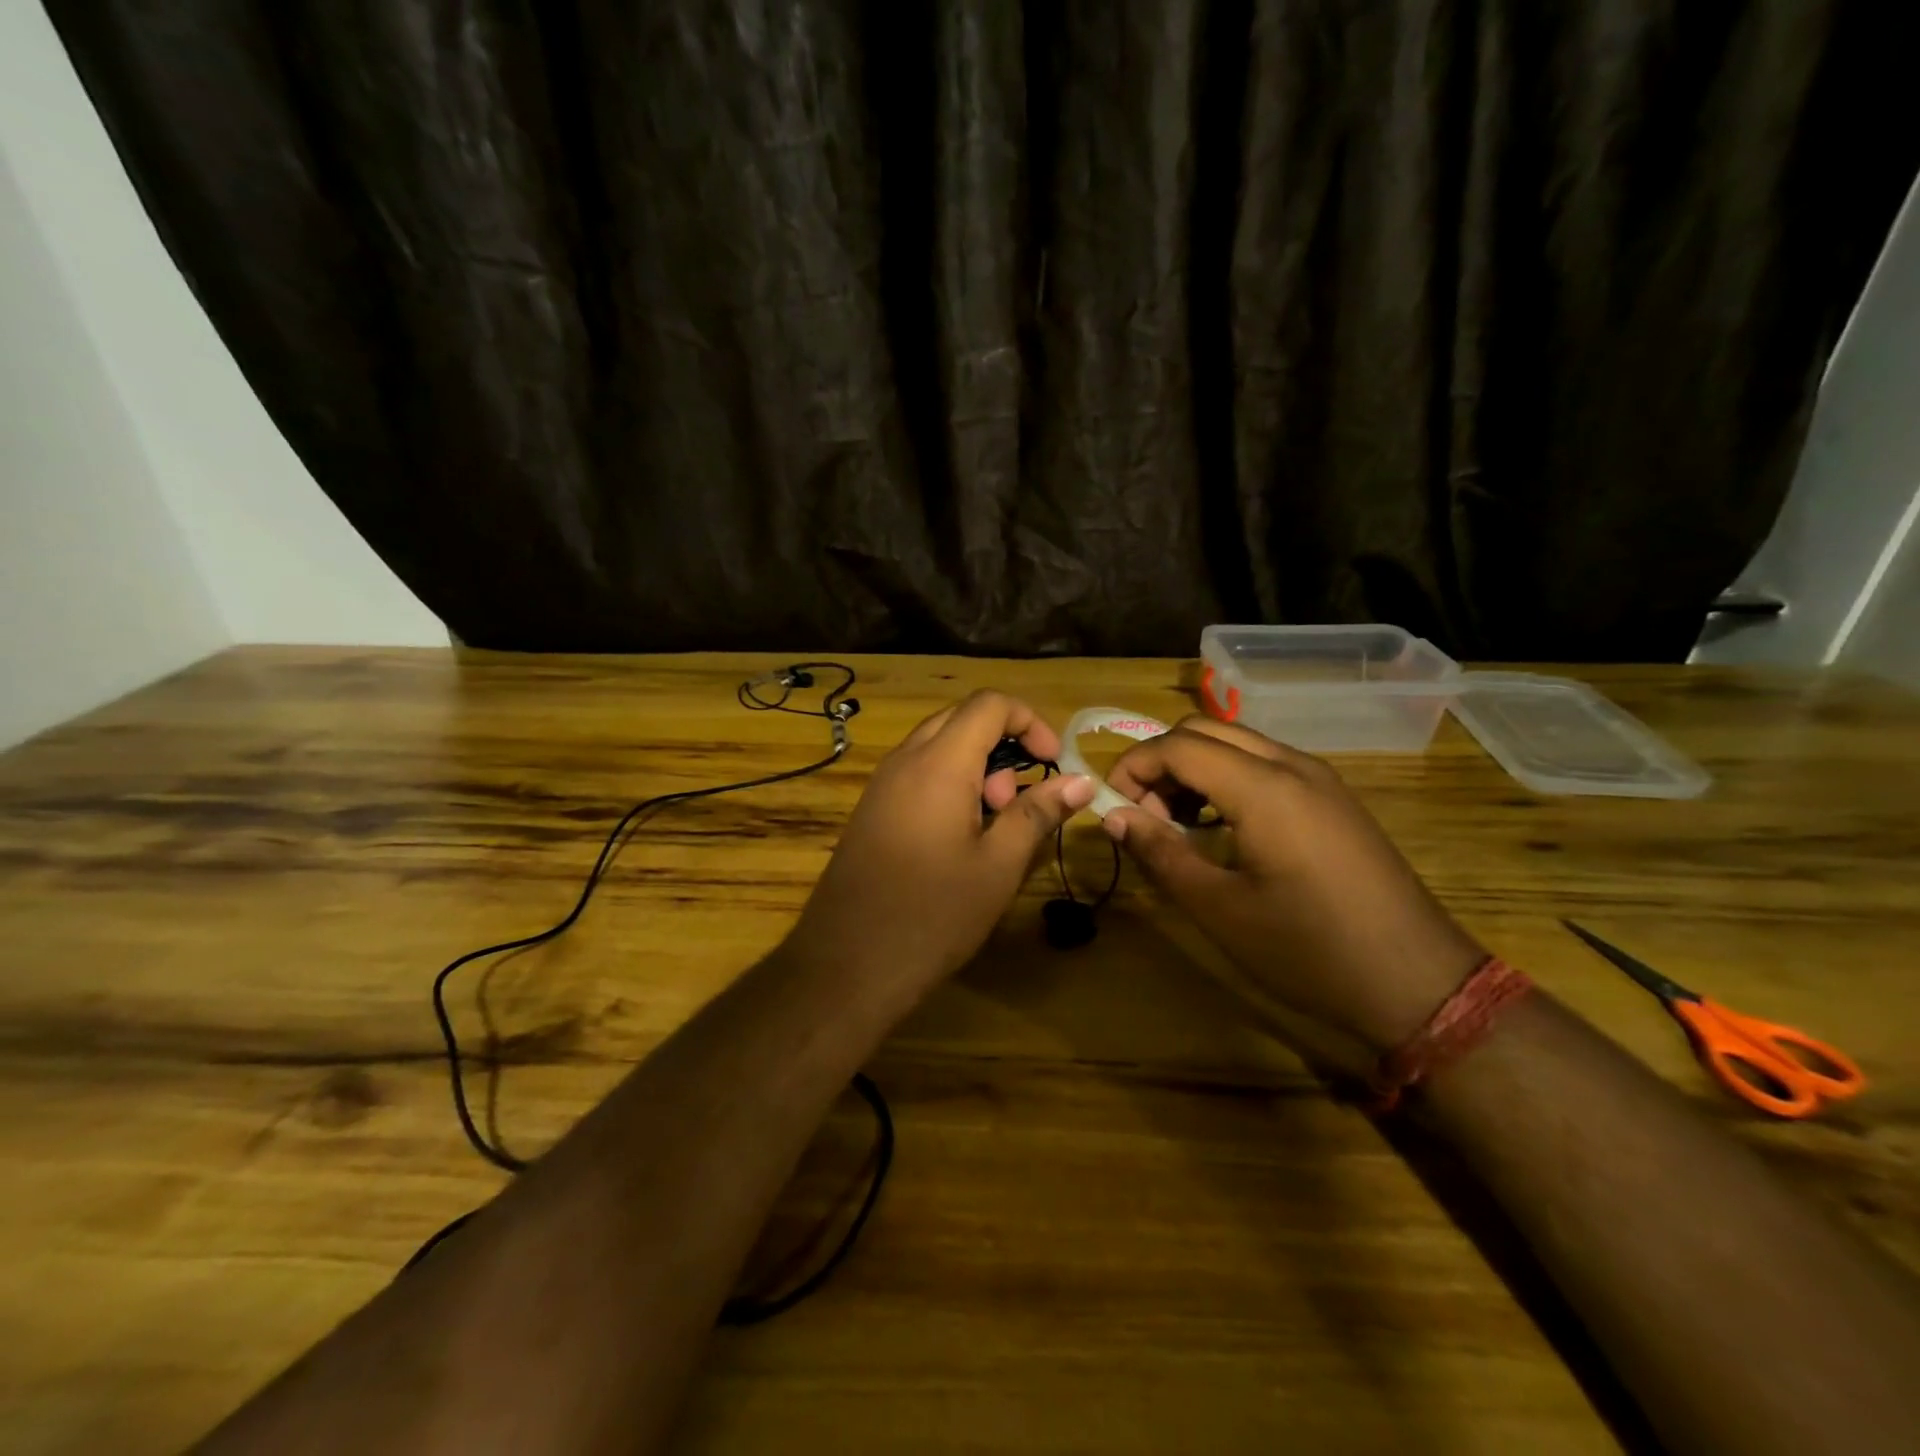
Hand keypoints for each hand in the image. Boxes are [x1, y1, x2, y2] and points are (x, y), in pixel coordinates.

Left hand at [791, 692, 1095, 988]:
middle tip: (1017, 800)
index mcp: (938, 763)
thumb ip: (1038, 813)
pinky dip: (949, 784)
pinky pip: (917, 773)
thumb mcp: (998, 865)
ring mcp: (882, 784)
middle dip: (1002, 745)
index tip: (1054, 763)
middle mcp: (904, 760)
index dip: (1030, 722)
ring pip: (937, 746)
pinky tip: (959, 838)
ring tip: (992, 825)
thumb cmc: (933, 914)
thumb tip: (1082, 781)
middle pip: (961, 719)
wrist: (847, 963)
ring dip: (976, 767)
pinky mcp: (871, 810)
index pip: (989, 704)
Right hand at [1103, 717, 1483, 1053]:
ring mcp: (1319, 778)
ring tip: (1178, 823)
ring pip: (1237, 742)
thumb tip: (1113, 817)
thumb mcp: (1219, 909)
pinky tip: (1224, 827)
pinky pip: (1266, 763)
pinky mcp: (1334, 798)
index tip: (1112, 808)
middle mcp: (1292, 765)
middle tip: (1144, 815)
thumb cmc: (1308, 949)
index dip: (1132, 767)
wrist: (1418, 982)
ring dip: (1194, 767)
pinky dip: (1228, 777)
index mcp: (1262, 787)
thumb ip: (1161, 853)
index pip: (1177, 745)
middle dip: (1161, 761)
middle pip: (1204, 730)